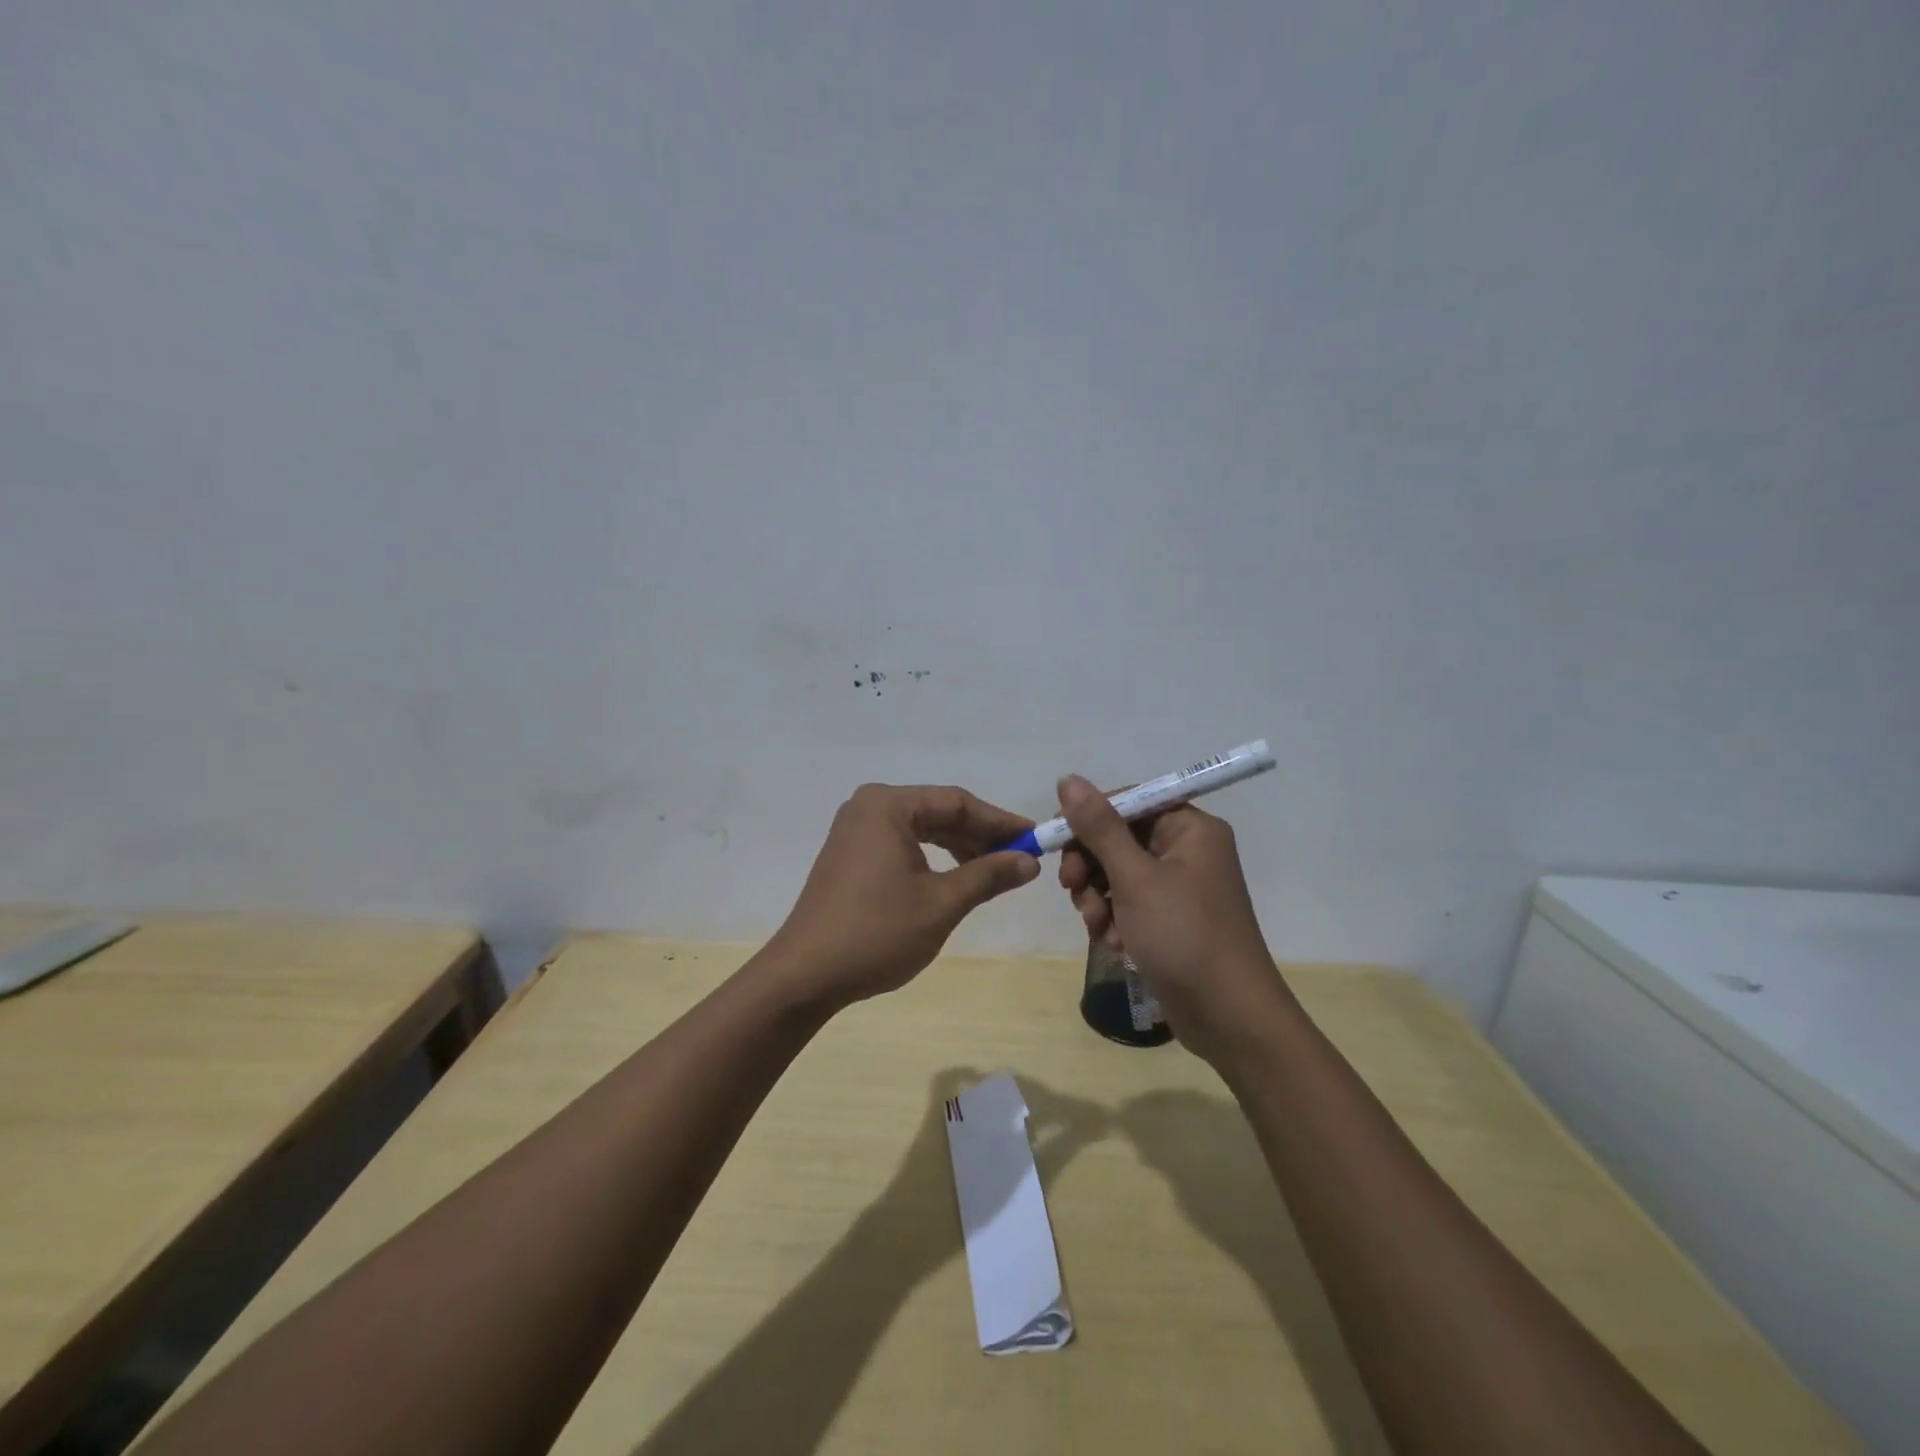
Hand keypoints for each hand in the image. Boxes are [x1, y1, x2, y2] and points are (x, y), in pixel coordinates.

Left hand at [767, 784, 1040, 1009]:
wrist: (805, 975)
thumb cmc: (876, 933)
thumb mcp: (941, 903)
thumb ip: (988, 875)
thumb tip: (1030, 860)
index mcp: (888, 805)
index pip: (957, 802)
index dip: (1000, 821)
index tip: (1036, 838)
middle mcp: (869, 807)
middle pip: (939, 811)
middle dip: (981, 835)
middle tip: (1020, 858)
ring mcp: (856, 830)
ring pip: (922, 828)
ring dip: (959, 847)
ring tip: (995, 871)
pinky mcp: (850, 855)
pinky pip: (903, 844)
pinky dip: (933, 858)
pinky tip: (956, 877)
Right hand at [1055, 775, 1286, 1056]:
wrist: (1229, 1017)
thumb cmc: (1184, 936)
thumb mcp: (1135, 878)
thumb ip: (1099, 827)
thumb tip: (1068, 779)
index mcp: (1190, 829)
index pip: (1129, 801)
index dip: (1089, 817)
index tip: (1057, 839)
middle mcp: (1187, 850)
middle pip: (1119, 838)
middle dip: (1091, 866)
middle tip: (1071, 889)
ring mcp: (1180, 887)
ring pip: (1118, 873)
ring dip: (1099, 898)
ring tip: (1099, 927)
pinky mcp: (1171, 919)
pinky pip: (1130, 903)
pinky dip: (1116, 919)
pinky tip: (1115, 944)